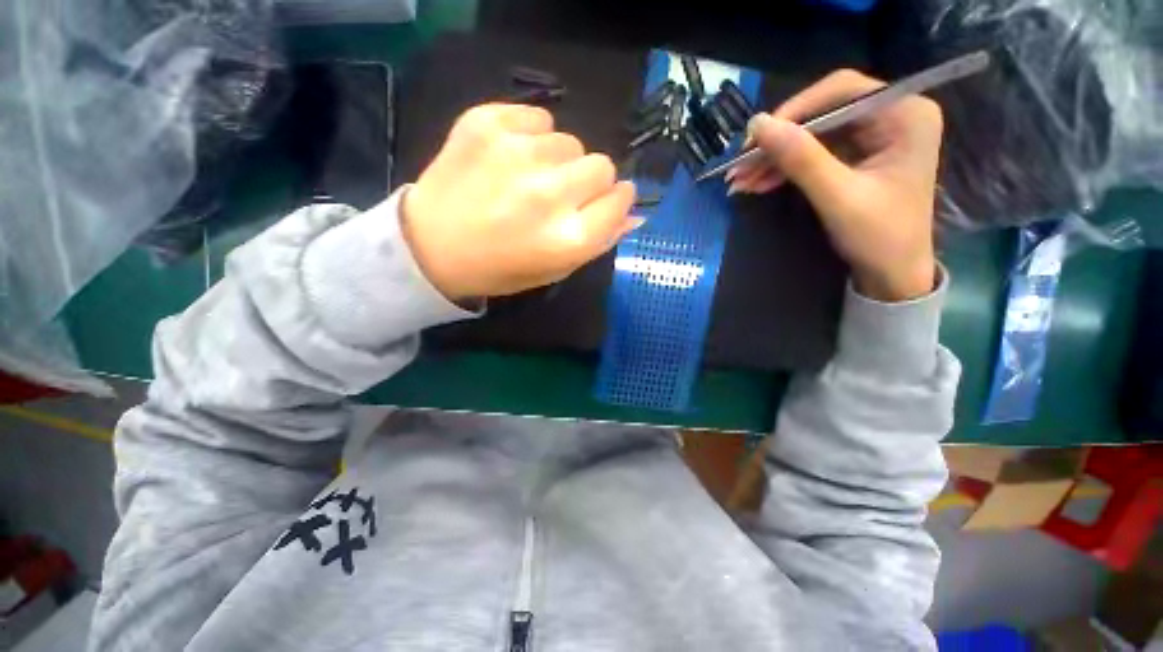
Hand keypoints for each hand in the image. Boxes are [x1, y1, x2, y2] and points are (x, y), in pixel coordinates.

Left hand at [401, 104, 638, 300]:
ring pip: (570, 141)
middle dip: (590, 181)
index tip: (603, 202)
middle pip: (602, 165)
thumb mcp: (556, 269)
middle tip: (560, 195)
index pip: (621, 199)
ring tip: (528, 180)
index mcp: (569, 238)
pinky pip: (537, 118)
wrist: (431, 246)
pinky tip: (509, 159)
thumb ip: (599, 242)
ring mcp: (518, 154)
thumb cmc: (501, 268)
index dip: (615, 200)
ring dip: (559, 161)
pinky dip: (531, 137)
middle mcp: (550, 194)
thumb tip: (634, 214)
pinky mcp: (487, 123)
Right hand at [727, 70, 942, 301]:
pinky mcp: (856, 157)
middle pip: (823, 113)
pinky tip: (757, 183)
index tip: (756, 138)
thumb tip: (757, 125)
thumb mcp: (838, 197)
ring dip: (773, 158)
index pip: (842, 91)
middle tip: (739, 165)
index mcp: (905, 115)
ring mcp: (873, 137)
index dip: (794, 110)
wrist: (891, 275)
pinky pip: (812, 154)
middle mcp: (892, 116)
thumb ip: (800, 159)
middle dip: (778, 141)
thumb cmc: (878, 237)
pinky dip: (783, 169)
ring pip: (811, 136)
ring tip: (740, 180)